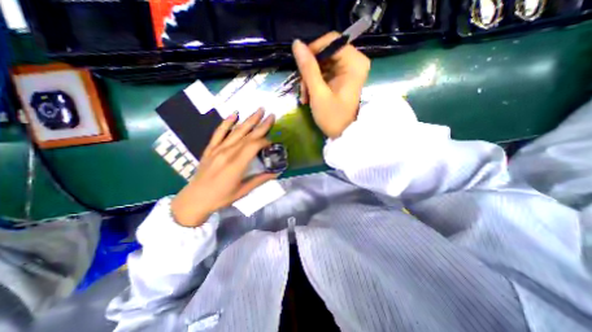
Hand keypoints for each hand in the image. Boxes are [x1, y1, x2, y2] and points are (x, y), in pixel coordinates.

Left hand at [171, 109, 277, 228]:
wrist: (195, 199)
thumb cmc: (221, 197)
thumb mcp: (243, 191)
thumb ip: (260, 180)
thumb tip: (276, 173)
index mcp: (236, 164)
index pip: (254, 146)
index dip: (265, 141)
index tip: (273, 141)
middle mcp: (227, 152)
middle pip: (248, 135)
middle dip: (261, 125)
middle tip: (271, 115)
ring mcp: (218, 149)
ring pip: (236, 131)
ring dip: (249, 120)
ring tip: (259, 110)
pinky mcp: (210, 148)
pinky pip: (219, 132)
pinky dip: (227, 122)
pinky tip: (234, 113)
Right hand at [294, 32, 370, 138]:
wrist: (342, 135)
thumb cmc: (332, 117)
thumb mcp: (318, 93)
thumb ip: (308, 68)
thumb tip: (297, 44)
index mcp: (354, 62)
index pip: (331, 41)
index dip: (313, 51)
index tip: (300, 68)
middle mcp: (354, 62)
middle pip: (325, 54)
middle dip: (310, 71)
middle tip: (303, 90)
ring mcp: (348, 71)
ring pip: (322, 65)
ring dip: (310, 80)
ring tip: (305, 97)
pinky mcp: (342, 79)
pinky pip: (324, 73)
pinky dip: (314, 84)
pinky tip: (309, 97)